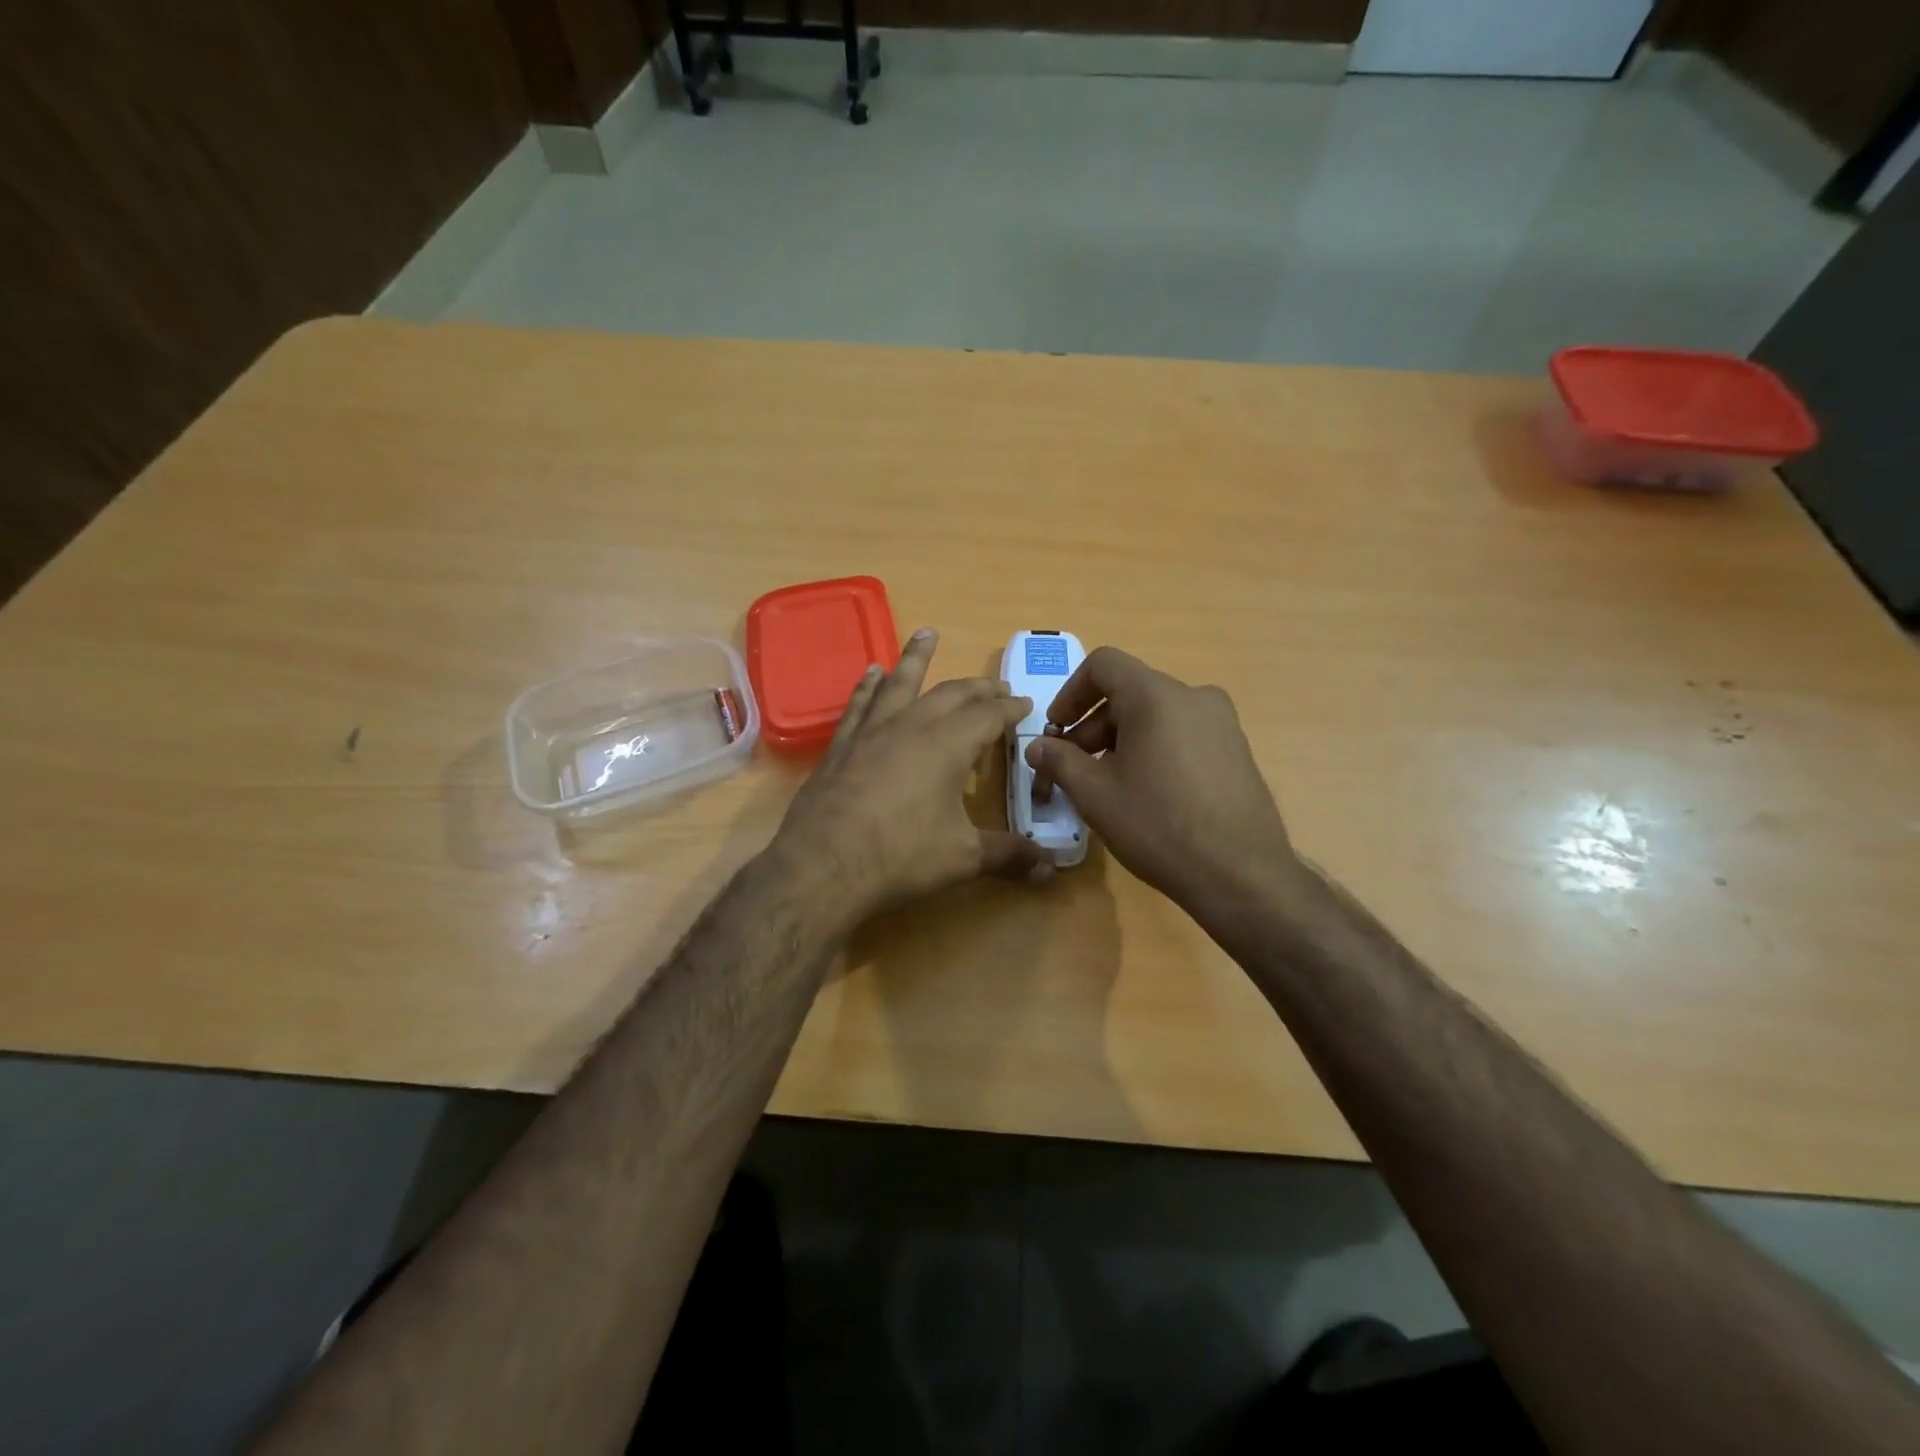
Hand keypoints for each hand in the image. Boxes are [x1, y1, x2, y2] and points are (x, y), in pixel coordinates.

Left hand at [772, 628, 1050, 926]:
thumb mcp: (963, 858)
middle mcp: (912, 726)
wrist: (823, 865)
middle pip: (951, 694)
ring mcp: (872, 731)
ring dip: (917, 658)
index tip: (1024, 702)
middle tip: (996, 685)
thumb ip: (1009, 856)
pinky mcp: (842, 745)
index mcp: (948, 745)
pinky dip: (869, 685)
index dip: (1010, 708)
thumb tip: (1051, 868)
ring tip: (927, 634)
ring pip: (900, 683)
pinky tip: (872, 673)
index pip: (988, 716)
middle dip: (978, 687)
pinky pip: (860, 704)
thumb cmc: (901, 857)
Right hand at [1025, 646, 1299, 917]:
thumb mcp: (1095, 794)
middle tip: (1073, 767)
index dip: (1070, 693)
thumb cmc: (1158, 825)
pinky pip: (1182, 734)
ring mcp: (1222, 723)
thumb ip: (1059, 761)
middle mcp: (1194, 696)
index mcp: (1157, 696)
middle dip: (1092, 725)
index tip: (1056, 730)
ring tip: (1107, 785)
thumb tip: (1037, 747)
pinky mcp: (1236, 750)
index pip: (1103, 665)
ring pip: (1156, 715)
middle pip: (1130, 692)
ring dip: (1121, 739)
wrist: (1240, 874)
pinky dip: (1153, 749)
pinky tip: (1147, 793)